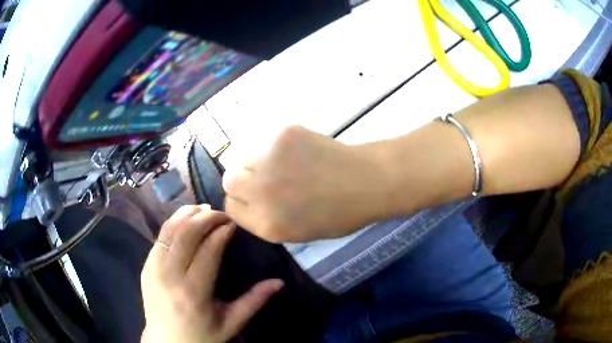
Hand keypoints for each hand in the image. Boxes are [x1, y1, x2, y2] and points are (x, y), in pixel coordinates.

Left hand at [140, 205, 283, 342]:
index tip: (233, 223)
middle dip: (206, 217)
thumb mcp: (231, 323)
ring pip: (169, 231)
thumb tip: (279, 282)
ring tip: (203, 208)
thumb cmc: (202, 336)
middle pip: (187, 234)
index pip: (208, 250)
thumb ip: (254, 301)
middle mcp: (171, 277)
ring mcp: (154, 270)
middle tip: (221, 213)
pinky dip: (172, 224)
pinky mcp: (146, 268)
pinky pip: (159, 238)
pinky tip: (184, 220)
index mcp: (195, 293)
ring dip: (186, 215)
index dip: (221, 232)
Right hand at [223, 125, 386, 242]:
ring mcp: (270, 160)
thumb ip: (265, 218)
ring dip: (258, 161)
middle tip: (264, 178)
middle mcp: (261, 193)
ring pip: (245, 157)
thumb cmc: (338, 214)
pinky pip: (266, 141)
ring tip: (285, 164)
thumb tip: (248, 200)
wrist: (367, 182)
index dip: (241, 201)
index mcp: (266, 224)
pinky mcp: (282, 135)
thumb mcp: (297, 232)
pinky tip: (299, 151)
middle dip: (242, 180)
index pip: (231, 207)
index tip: (253, 197)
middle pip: (229, 180)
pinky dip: (277, 147)